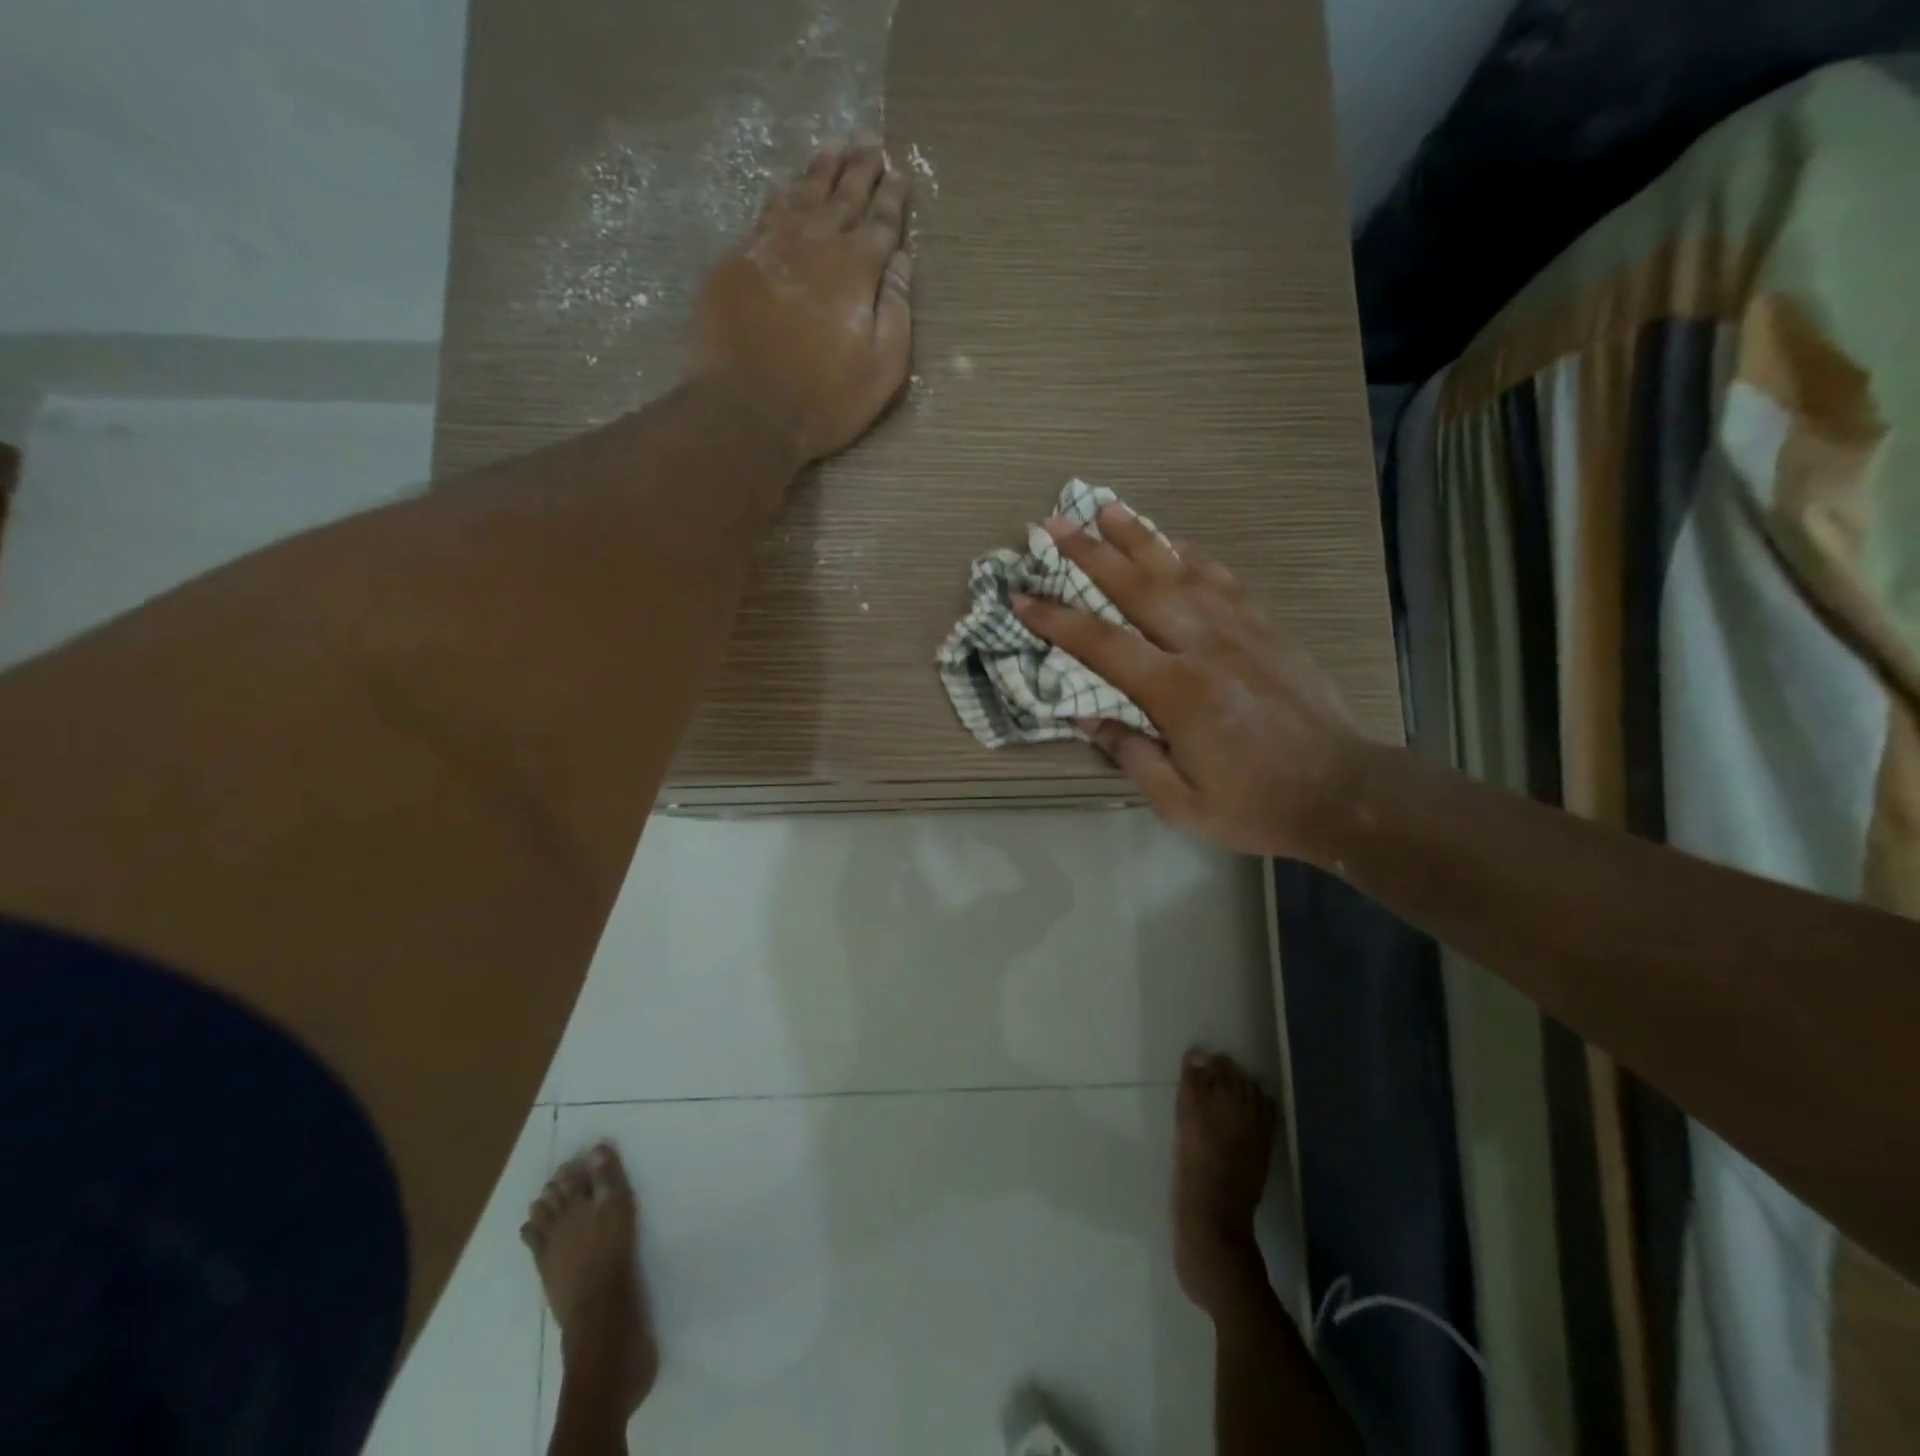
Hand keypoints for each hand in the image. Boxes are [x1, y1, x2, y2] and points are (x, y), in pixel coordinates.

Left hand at [687, 144, 913, 466]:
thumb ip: (897, 311)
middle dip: (860, 169)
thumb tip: (902, 262)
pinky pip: (766, 212)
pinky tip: (787, 187)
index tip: (899, 172)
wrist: (747, 408)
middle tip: (870, 144)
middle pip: (843, 196)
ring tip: (834, 148)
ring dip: (821, 171)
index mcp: (857, 269)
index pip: (881, 223)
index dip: (892, 198)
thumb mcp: (882, 368)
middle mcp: (816, 243)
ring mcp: (772, 246)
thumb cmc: (825, 399)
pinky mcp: (737, 259)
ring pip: (802, 194)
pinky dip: (782, 194)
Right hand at [1013, 503, 1364, 859]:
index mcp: (1178, 692)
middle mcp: (1205, 647)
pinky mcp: (1267, 627)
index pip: (1103, 645)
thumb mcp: (1180, 802)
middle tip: (1055, 523)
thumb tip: (1087, 718)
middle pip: (1139, 588)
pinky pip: (1224, 579)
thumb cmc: (1255, 805)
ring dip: (1140, 537)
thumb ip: (1131, 754)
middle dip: (1091, 553)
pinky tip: (1175, 542)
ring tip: (1107, 508)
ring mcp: (1241, 630)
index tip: (1021, 596)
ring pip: (1181, 571)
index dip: (1057, 620)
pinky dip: (1194, 555)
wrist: (1344, 792)